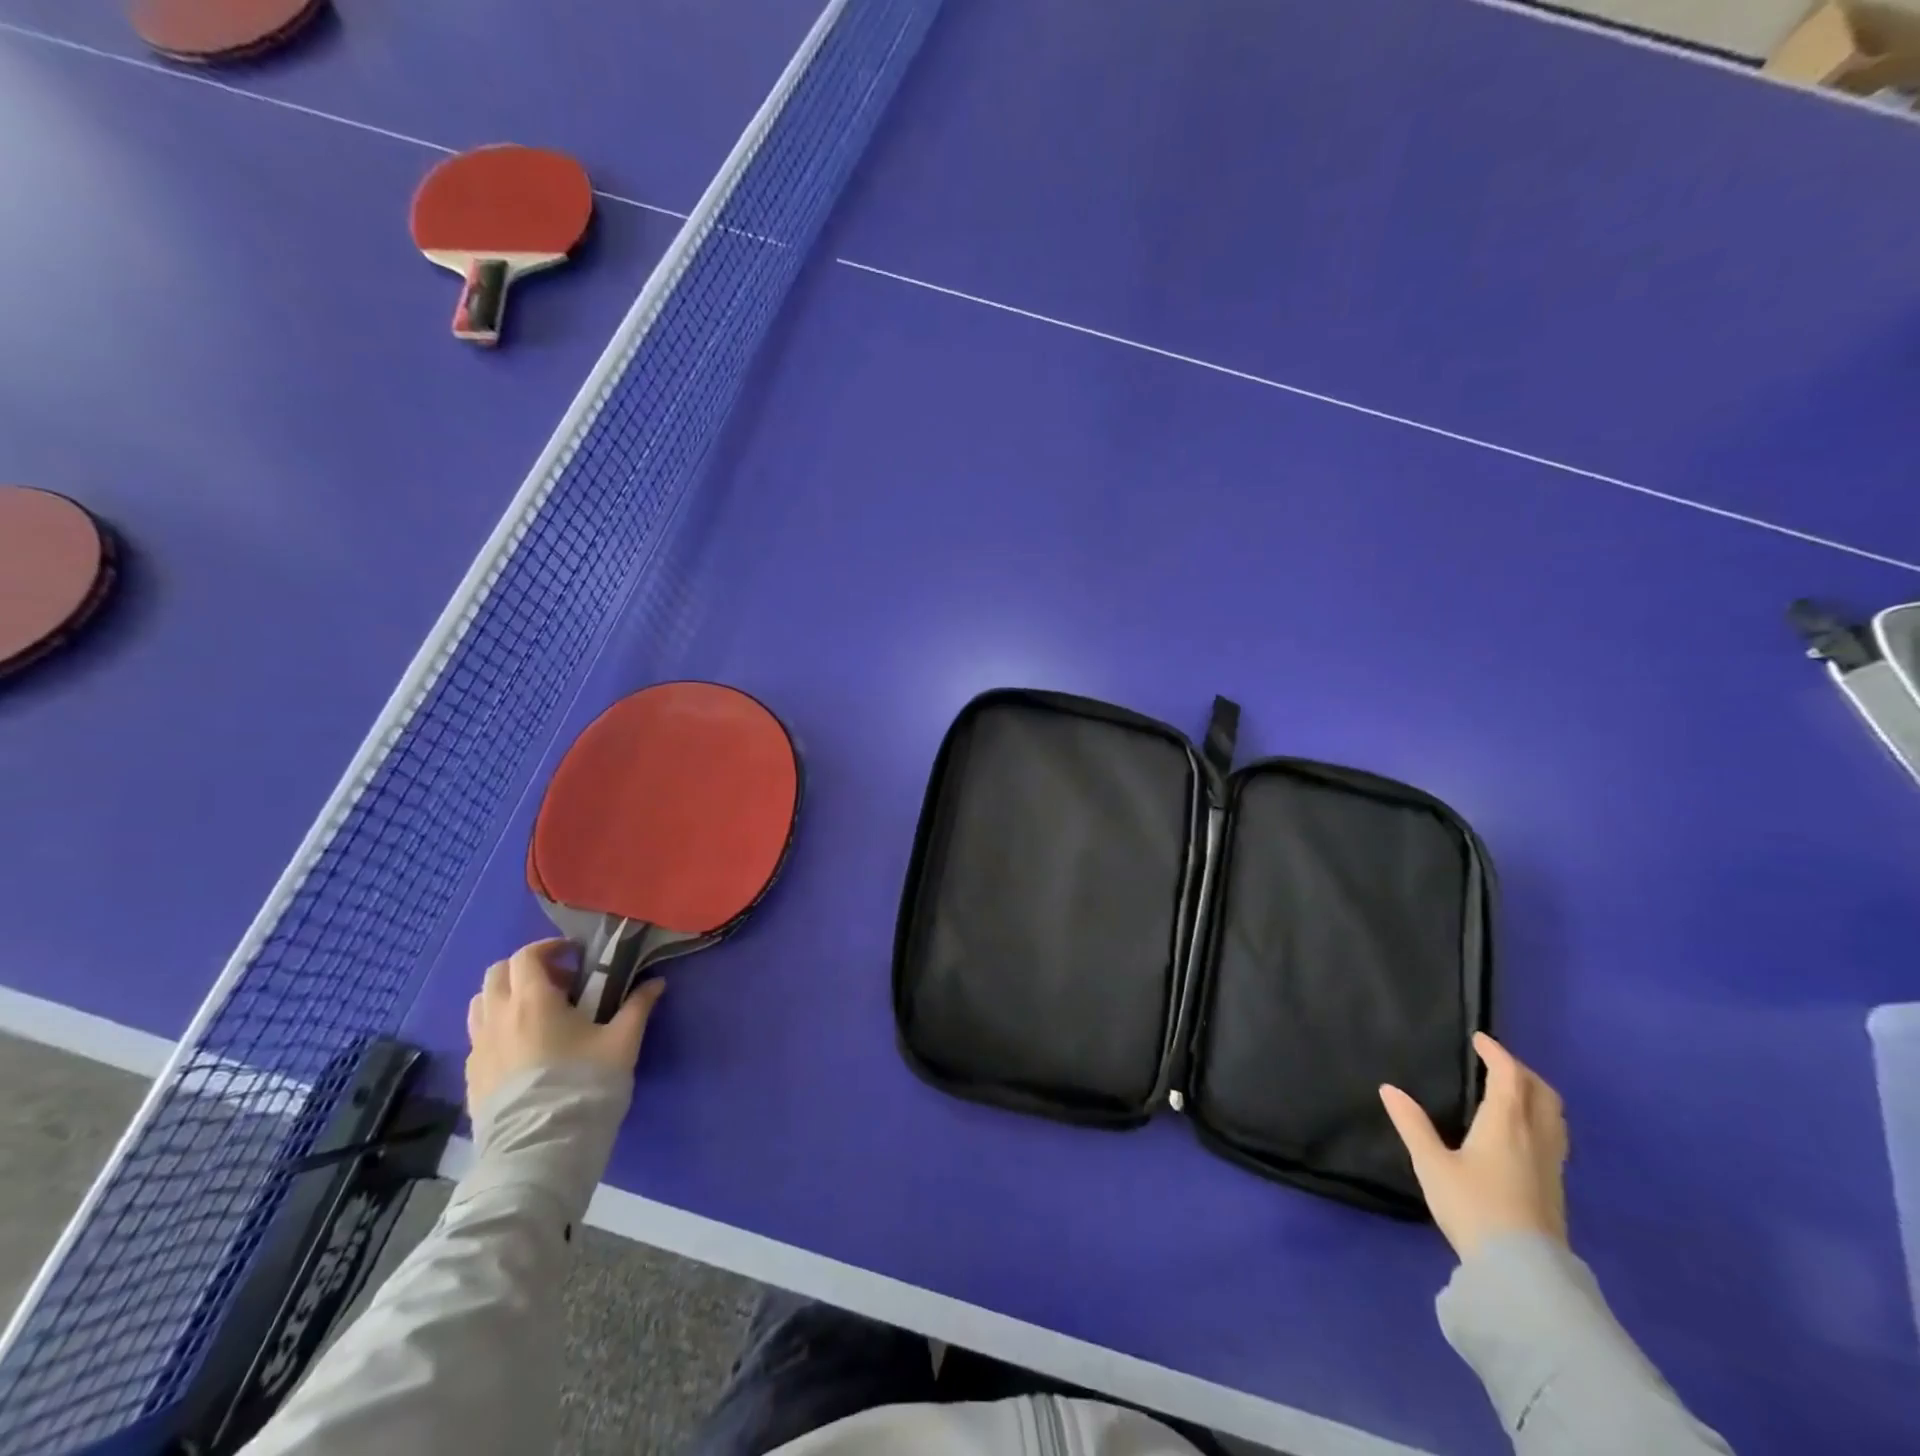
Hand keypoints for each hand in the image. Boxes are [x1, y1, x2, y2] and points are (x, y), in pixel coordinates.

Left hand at [464, 939, 665, 1109]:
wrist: (542, 1149)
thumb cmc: (584, 1085)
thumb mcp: (622, 1042)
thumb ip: (637, 1006)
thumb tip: (656, 983)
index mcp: (533, 1000)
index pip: (527, 956)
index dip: (550, 948)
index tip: (575, 955)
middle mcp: (498, 1017)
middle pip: (498, 973)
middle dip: (526, 969)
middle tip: (559, 982)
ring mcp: (479, 1048)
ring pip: (481, 1003)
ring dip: (507, 996)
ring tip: (537, 1012)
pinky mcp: (472, 1077)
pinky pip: (478, 1037)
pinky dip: (497, 1028)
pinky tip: (523, 1048)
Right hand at [1380, 1032, 1567, 1260]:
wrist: (1521, 1271)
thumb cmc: (1472, 1206)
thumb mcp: (1431, 1164)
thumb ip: (1412, 1124)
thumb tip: (1389, 1089)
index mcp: (1506, 1124)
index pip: (1509, 1076)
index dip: (1496, 1053)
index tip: (1480, 1039)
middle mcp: (1535, 1137)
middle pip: (1542, 1093)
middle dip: (1522, 1071)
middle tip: (1498, 1063)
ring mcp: (1550, 1164)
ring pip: (1555, 1117)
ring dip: (1536, 1095)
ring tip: (1513, 1093)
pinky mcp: (1555, 1187)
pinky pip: (1555, 1137)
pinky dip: (1541, 1119)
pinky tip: (1522, 1134)